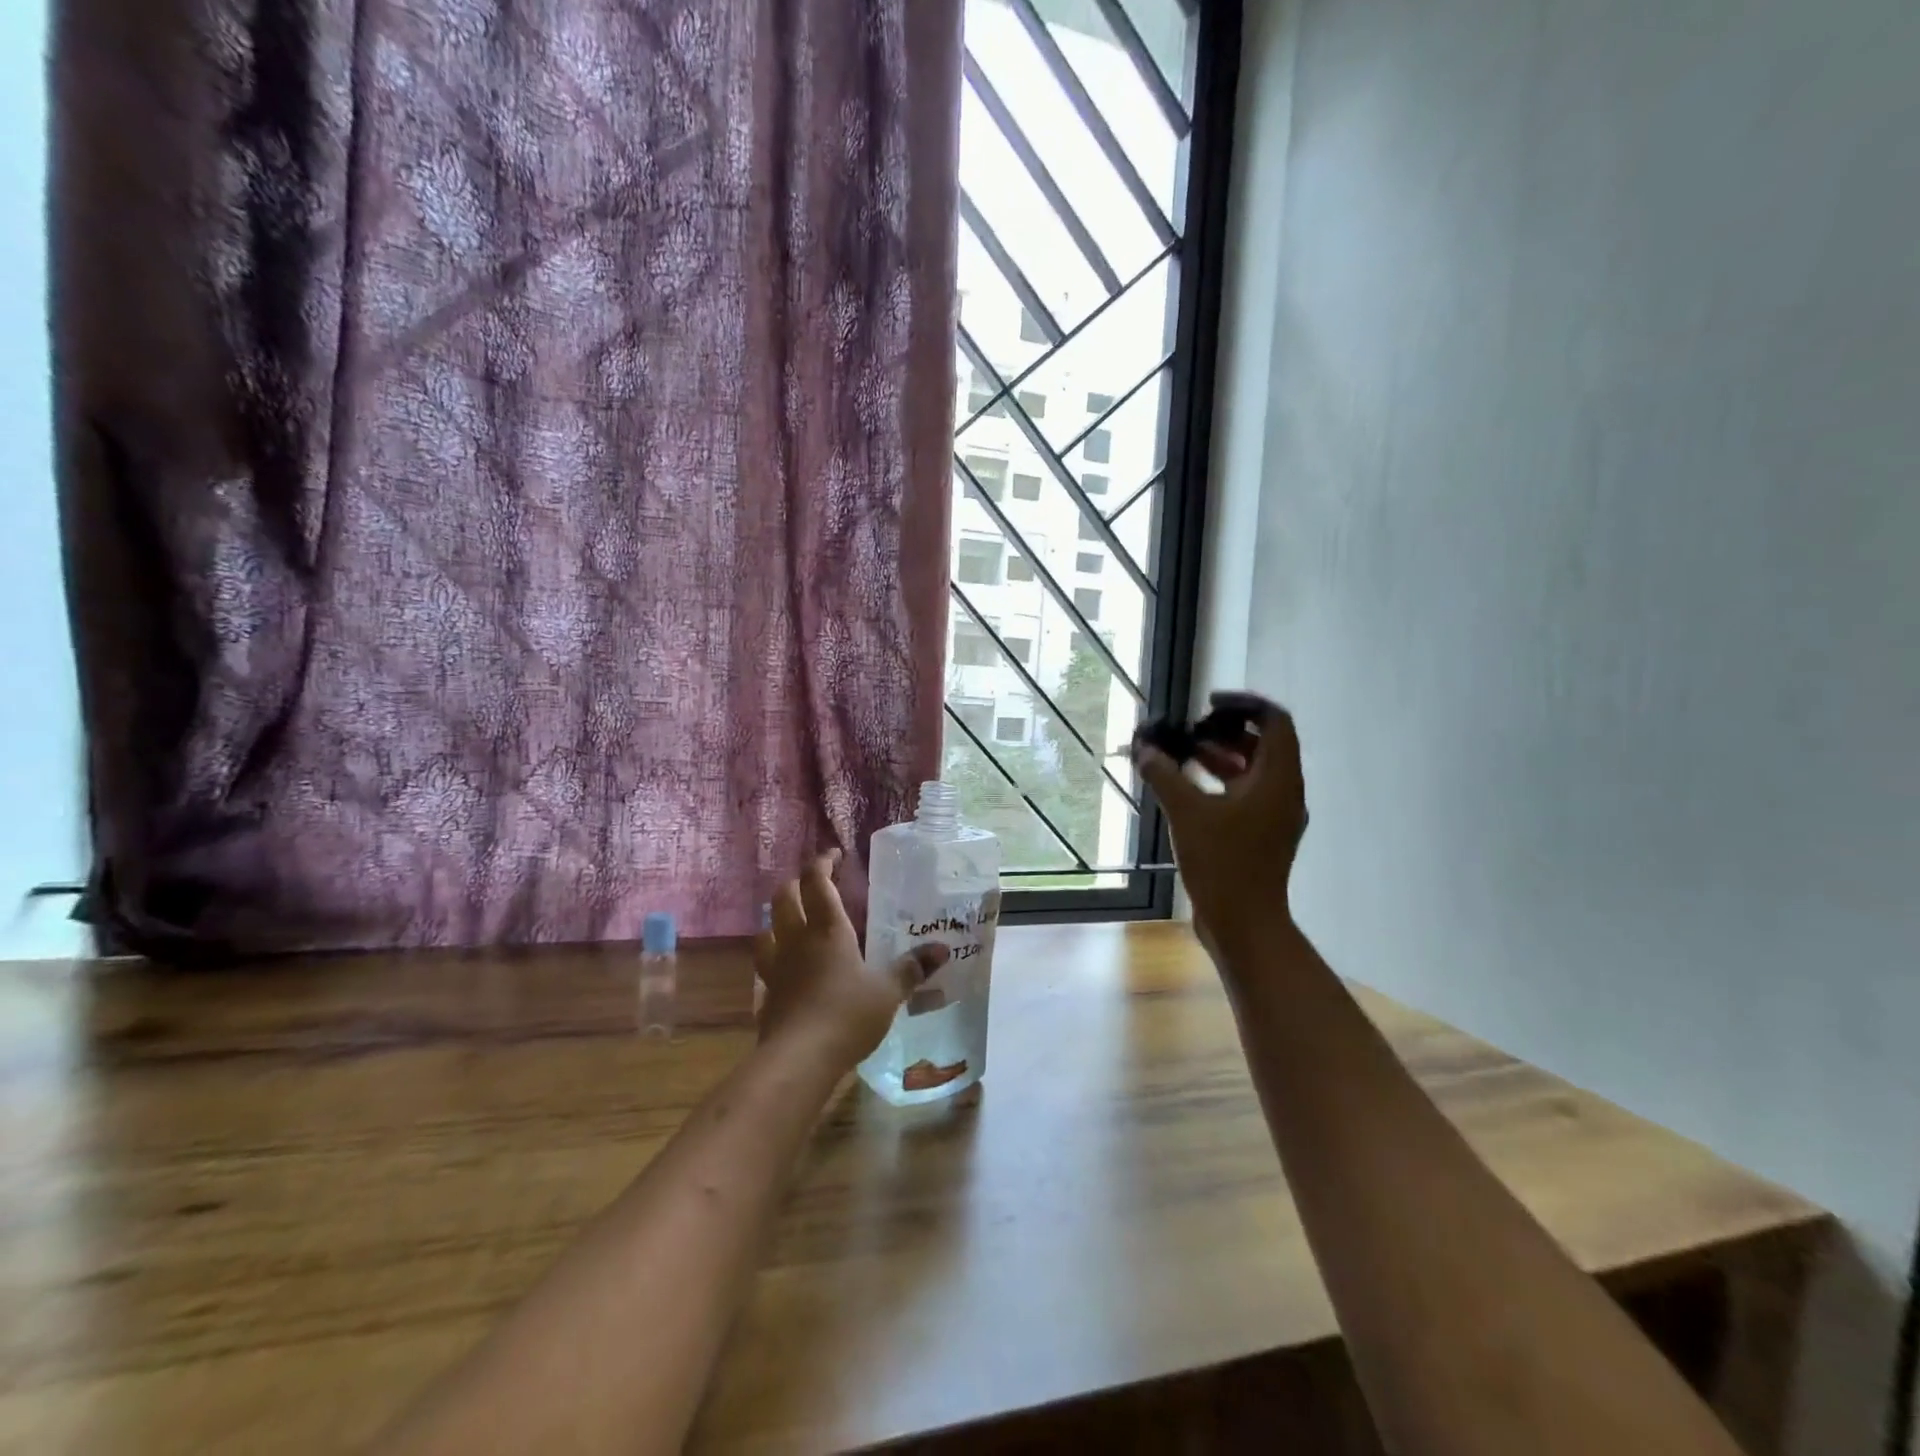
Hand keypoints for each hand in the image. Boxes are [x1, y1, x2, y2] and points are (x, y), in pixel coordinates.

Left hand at [753, 852, 948, 1067]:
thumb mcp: (888, 991)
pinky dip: (773, 955)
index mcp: (827, 929)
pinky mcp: (766, 994)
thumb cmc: (847, 1014)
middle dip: (797, 883)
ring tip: (793, 921)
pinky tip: (785, 967)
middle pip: (784, 897)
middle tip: (814, 884)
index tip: (834, 855)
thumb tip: (942, 949)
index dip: (822, 862)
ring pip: (767, 928)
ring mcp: (776, 967)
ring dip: (778, 918)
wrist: (800, 1059)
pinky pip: (765, 963)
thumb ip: (912, 968)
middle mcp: (797, 940)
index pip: (816, 881)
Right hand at [1133, 691, 1308, 955]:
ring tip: (1181, 756)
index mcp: (1278, 779)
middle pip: (1263, 745)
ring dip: (1219, 758)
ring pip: (1252, 772)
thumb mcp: (1187, 812)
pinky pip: (1245, 795)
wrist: (1244, 924)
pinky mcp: (1262, 836)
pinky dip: (1220, 783)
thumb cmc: (1222, 862)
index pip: (1275, 721)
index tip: (1207, 704)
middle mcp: (1285, 792)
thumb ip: (1164, 774)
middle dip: (1224, 732)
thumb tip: (1143, 748)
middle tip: (1188, 732)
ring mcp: (1276, 816)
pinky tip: (1186, 789)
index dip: (1244, 704)